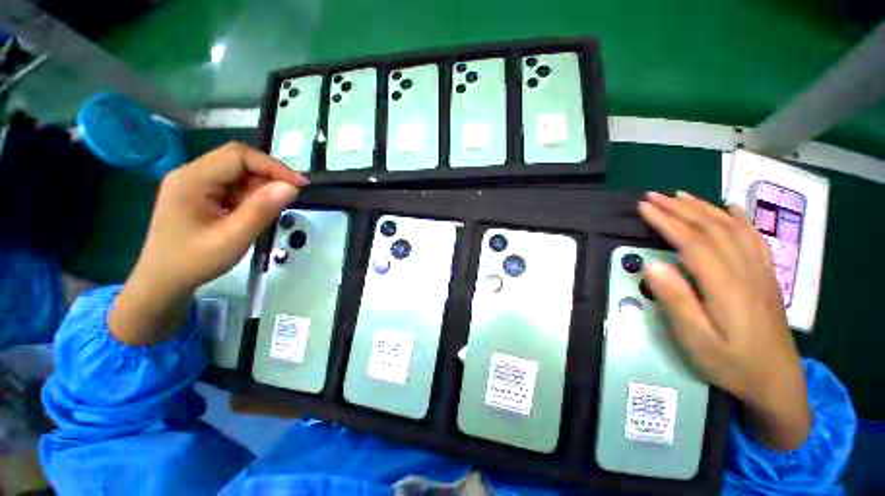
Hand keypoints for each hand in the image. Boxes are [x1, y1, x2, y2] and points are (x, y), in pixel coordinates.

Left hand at [109, 143, 307, 345]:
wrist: (164, 280)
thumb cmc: (194, 261)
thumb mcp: (233, 238)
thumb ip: (262, 210)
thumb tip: (291, 187)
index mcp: (192, 179)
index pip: (238, 156)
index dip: (273, 166)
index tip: (300, 185)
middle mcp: (191, 174)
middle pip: (238, 161)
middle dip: (268, 178)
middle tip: (286, 200)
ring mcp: (195, 183)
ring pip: (239, 174)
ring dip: (260, 190)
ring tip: (264, 215)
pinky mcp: (201, 193)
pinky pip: (233, 186)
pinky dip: (251, 197)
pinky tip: (251, 215)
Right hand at [639, 191, 810, 450]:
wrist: (776, 382)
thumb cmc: (730, 363)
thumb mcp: (696, 339)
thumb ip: (676, 300)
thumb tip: (652, 264)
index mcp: (725, 285)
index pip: (692, 242)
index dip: (666, 221)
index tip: (644, 207)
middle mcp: (745, 270)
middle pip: (712, 228)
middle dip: (680, 208)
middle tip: (653, 196)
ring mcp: (759, 271)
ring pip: (732, 228)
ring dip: (704, 207)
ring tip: (681, 195)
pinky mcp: (766, 276)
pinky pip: (754, 238)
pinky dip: (739, 218)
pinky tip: (730, 208)